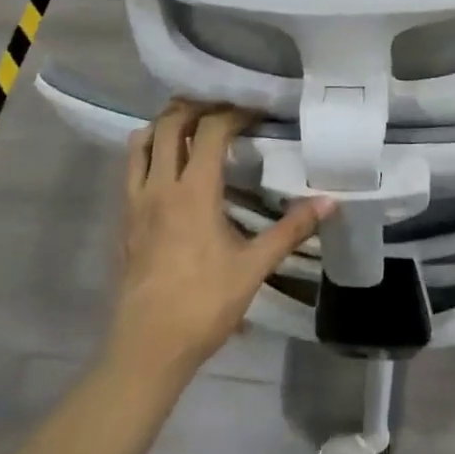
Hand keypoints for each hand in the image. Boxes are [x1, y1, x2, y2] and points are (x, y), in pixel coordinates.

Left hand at [109, 99, 330, 384]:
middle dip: (197, 107)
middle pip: (171, 123)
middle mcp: (160, 185)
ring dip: (166, 124)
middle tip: (223, 110)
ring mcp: (136, 201)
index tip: (256, 114)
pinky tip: (168, 167)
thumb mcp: (254, 267)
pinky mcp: (124, 219)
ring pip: (142, 141)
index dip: (234, 113)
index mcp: (194, 191)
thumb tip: (330, 202)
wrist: (148, 346)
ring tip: (192, 126)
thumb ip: (291, 230)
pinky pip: (131, 168)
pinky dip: (149, 151)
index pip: (211, 130)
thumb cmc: (204, 304)